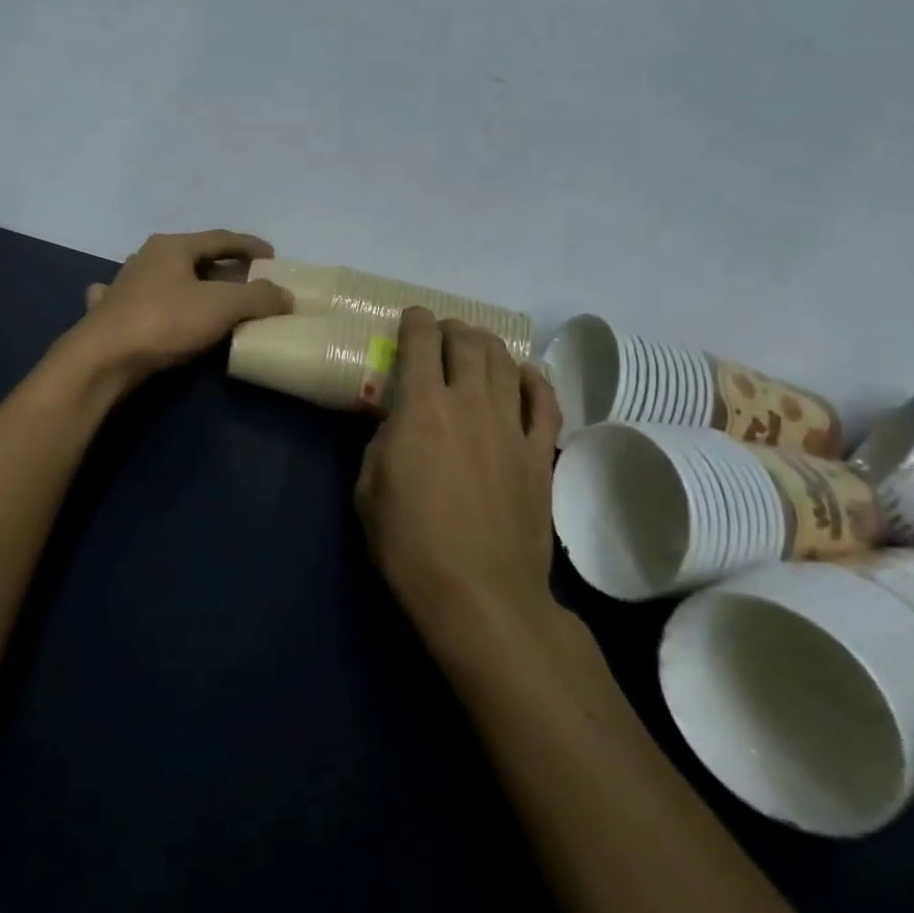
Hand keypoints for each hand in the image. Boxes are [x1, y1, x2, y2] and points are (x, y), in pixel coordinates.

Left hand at [70, 230, 292, 382]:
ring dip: (187, 282)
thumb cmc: (165, 322)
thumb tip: (285, 295)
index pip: (220, 238)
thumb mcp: (222, 307)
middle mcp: (146, 257)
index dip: (249, 245)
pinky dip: (149, 300)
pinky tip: (146, 303)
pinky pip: (136, 299)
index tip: (273, 256)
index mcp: (172, 246)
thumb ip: (258, 297)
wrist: (104, 358)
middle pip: (194, 257)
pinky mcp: (109, 313)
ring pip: (164, 276)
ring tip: (208, 296)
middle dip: (223, 268)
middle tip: (249, 283)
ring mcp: (123, 284)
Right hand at [354, 307, 563, 658]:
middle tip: (444, 331)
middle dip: (454, 328)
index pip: (421, 344)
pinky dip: (536, 381)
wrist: (480, 595)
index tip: (412, 317)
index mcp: (422, 409)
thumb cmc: (409, 544)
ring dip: (490, 346)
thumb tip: (397, 425)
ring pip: (507, 366)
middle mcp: (471, 404)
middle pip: (469, 345)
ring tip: (479, 344)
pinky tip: (527, 374)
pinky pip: (546, 404)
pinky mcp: (541, 457)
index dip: (415, 322)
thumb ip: (381, 444)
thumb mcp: (367, 490)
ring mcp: (512, 428)